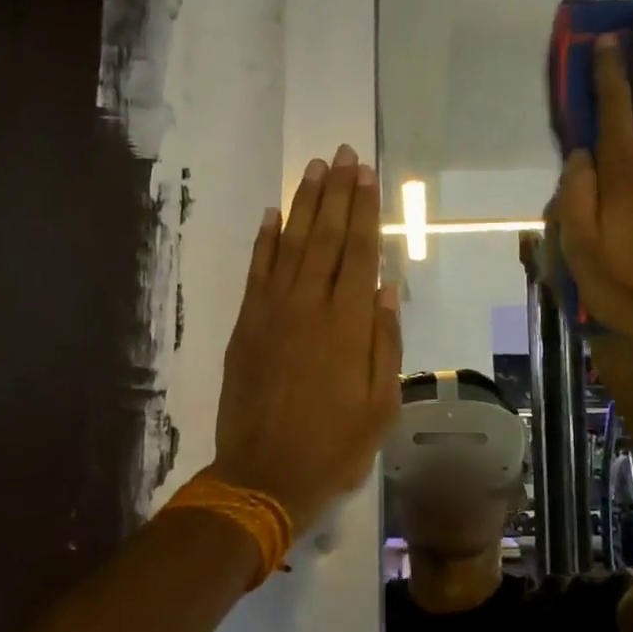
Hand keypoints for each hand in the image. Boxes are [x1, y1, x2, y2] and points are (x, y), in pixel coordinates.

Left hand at [211, 145, 401, 534]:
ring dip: (303, 205)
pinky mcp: (246, 326)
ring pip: (291, 246)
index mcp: (348, 325)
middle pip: (326, 238)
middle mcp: (309, 307)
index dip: (364, 210)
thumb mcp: (381, 405)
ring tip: (313, 169)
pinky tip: (273, 216)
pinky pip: (257, 272)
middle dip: (336, 193)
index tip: (367, 174)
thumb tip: (387, 289)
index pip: (360, 252)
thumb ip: (385, 343)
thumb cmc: (334, 446)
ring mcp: (272, 313)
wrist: (264, 476)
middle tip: (342, 155)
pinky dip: (264, 241)